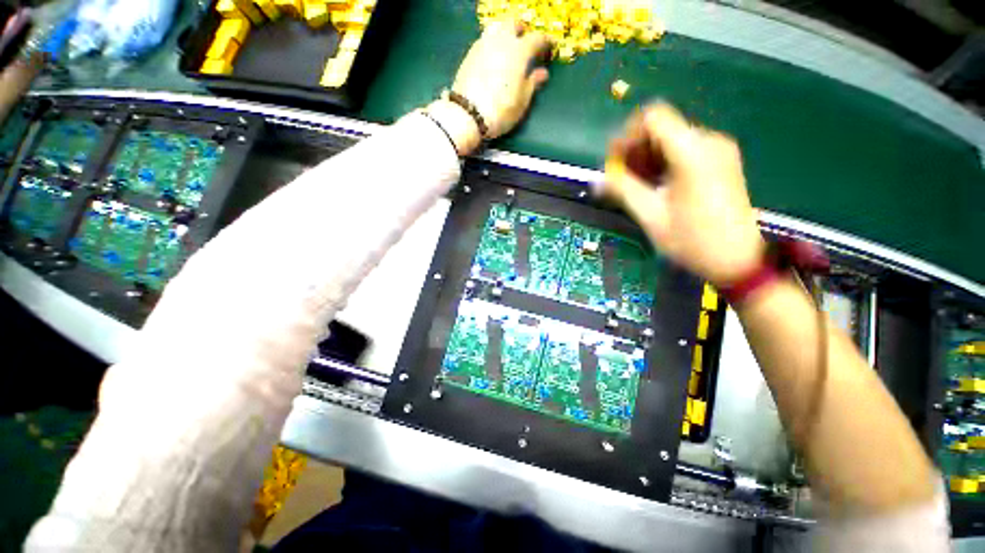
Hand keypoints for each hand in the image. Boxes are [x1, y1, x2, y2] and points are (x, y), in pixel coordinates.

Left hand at [445, 21, 550, 142]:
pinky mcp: (469, 54)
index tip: (549, 48)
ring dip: (504, 35)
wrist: (468, 114)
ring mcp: (483, 45)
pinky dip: (492, 45)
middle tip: (526, 46)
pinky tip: (493, 59)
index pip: (537, 39)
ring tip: (508, 51)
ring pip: (497, 29)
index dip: (545, 42)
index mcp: (519, 51)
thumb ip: (532, 84)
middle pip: (513, 25)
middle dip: (522, 32)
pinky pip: (484, 41)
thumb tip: (542, 73)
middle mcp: (501, 41)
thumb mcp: (522, 101)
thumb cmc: (501, 110)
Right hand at [600, 103, 765, 286]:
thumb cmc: (693, 240)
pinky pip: (683, 151)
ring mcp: (718, 151)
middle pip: (661, 129)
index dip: (627, 136)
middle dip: (634, 151)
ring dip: (647, 159)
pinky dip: (663, 163)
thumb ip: (623, 191)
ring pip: (671, 140)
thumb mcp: (651, 216)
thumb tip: (597, 180)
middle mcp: (708, 142)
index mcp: (692, 153)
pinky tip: (655, 186)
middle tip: (620, 179)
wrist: (737, 260)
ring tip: (635, 187)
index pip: (652, 118)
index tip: (615, 162)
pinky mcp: (721, 161)